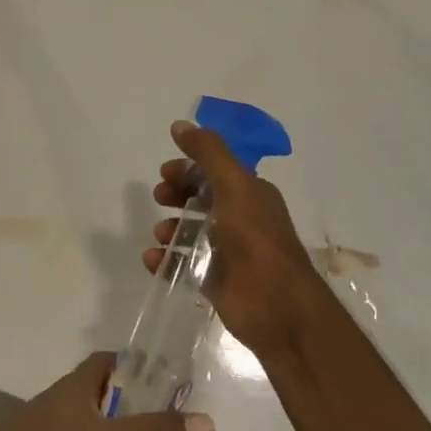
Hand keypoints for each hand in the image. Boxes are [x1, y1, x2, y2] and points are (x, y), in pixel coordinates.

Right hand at [150, 120, 328, 355]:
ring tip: (161, 234)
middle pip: (201, 200)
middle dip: (177, 195)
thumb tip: (180, 124)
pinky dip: (166, 260)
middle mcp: (240, 220)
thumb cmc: (256, 238)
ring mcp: (227, 252)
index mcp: (250, 194)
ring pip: (190, 233)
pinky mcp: (215, 282)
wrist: (276, 305)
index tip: (165, 171)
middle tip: (160, 196)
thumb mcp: (234, 184)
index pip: (215, 172)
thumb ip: (208, 153)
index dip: (189, 168)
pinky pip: (183, 265)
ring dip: (170, 228)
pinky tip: (153, 259)